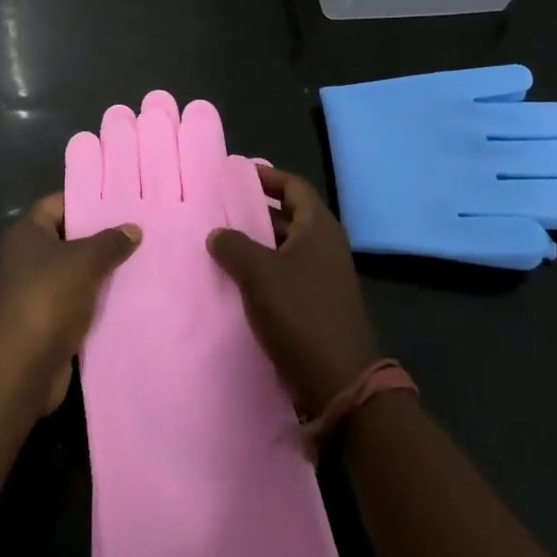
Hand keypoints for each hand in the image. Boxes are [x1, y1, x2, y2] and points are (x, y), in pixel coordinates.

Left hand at [0, 194, 141, 413]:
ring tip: (143, 260)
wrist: (22, 367)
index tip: (120, 200)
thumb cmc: (48, 298)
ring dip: (104, 271)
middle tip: (140, 229)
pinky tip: (132, 296)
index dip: (87, 200)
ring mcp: (38, 291)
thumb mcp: (85, 261)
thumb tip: (133, 228)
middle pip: (70, 238)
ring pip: (77, 272)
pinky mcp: (49, 322)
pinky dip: (100, 300)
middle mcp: (29, 258)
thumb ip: (111, 242)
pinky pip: (80, 302)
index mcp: (28, 233)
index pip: (58, 203)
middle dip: (102, 237)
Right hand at [207, 167, 379, 417]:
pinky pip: (284, 275)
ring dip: (255, 244)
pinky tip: (234, 279)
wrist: (339, 382)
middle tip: (218, 207)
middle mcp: (324, 246)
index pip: (294, 186)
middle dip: (254, 211)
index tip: (236, 174)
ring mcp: (322, 277)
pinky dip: (261, 271)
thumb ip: (234, 246)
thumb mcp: (259, 273)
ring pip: (283, 248)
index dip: (267, 177)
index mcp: (319, 228)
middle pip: (288, 216)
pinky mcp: (315, 305)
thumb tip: (217, 233)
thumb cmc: (300, 313)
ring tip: (218, 241)